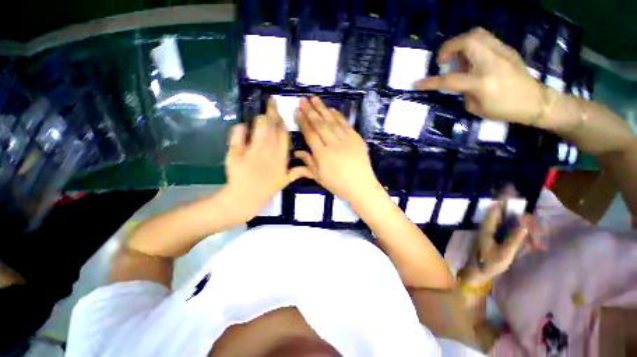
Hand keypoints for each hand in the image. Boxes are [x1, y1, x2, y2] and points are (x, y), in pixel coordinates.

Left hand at [224, 99, 306, 220]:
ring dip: (260, 119)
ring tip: (261, 112)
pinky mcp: (236, 155)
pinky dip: (239, 131)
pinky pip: (238, 138)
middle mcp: (269, 153)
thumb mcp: (284, 182)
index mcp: (280, 159)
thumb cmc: (266, 190)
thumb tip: (310, 167)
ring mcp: (252, 154)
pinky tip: (242, 126)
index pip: (284, 137)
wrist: (244, 200)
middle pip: (272, 129)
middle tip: (272, 102)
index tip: (281, 115)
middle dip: (272, 113)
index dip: (282, 124)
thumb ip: (297, 172)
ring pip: (259, 130)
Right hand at [293, 96, 382, 203]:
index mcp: (322, 155)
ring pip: (332, 121)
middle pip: (320, 124)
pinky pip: (345, 124)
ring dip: (322, 109)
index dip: (303, 122)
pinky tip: (331, 109)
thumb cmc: (337, 184)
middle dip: (310, 111)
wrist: (361, 186)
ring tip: (314, 98)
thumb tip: (296, 152)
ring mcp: (346, 140)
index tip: (297, 111)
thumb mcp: (319, 177)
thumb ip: (307, 163)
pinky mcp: (356, 139)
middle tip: (303, 99)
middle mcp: (333, 144)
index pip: (310, 134)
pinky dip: (338, 115)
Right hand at [414, 28, 544, 125]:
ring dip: (460, 43)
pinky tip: (472, 58)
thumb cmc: (504, 110)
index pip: (449, 79)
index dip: (430, 82)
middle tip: (443, 61)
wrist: (536, 101)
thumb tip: (459, 80)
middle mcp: (492, 62)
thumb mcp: (476, 107)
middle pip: (467, 41)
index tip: (416, 83)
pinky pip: (486, 39)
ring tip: (457, 57)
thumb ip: (463, 92)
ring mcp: (502, 53)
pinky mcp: (507, 50)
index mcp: (482, 83)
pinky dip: (473, 45)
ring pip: (477, 34)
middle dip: (448, 47)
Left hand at [458, 202, 529, 285]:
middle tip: (532, 222)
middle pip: (503, 215)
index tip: (513, 193)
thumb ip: (514, 239)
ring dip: (520, 225)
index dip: (503, 200)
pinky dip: (518, 233)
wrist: (477, 272)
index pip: (495, 209)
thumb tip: (523, 225)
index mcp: (487, 228)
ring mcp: (491, 233)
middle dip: (517, 214)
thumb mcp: (503, 253)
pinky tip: (530, 242)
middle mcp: (488, 227)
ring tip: (534, 237)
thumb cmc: (489, 263)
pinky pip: (507, 231)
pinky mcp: (495, 238)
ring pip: (506, 222)